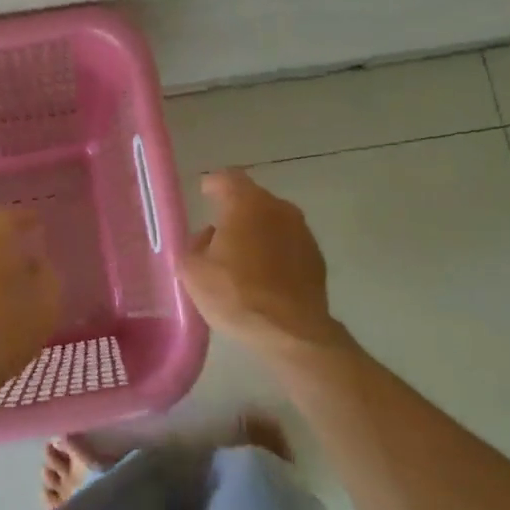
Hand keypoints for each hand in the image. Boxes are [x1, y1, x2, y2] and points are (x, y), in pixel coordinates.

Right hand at [179, 169, 352, 370]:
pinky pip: (288, 243)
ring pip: (273, 221)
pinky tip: (265, 275)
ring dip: (257, 231)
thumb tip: (207, 237)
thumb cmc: (236, 294)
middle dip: (235, 210)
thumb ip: (193, 246)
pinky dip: (275, 251)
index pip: (228, 178)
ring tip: (242, 256)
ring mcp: (302, 231)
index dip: (214, 184)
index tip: (205, 193)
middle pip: (252, 199)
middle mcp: (278, 207)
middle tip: (219, 231)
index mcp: (246, 203)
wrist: (291, 331)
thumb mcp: (193, 272)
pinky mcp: (316, 256)